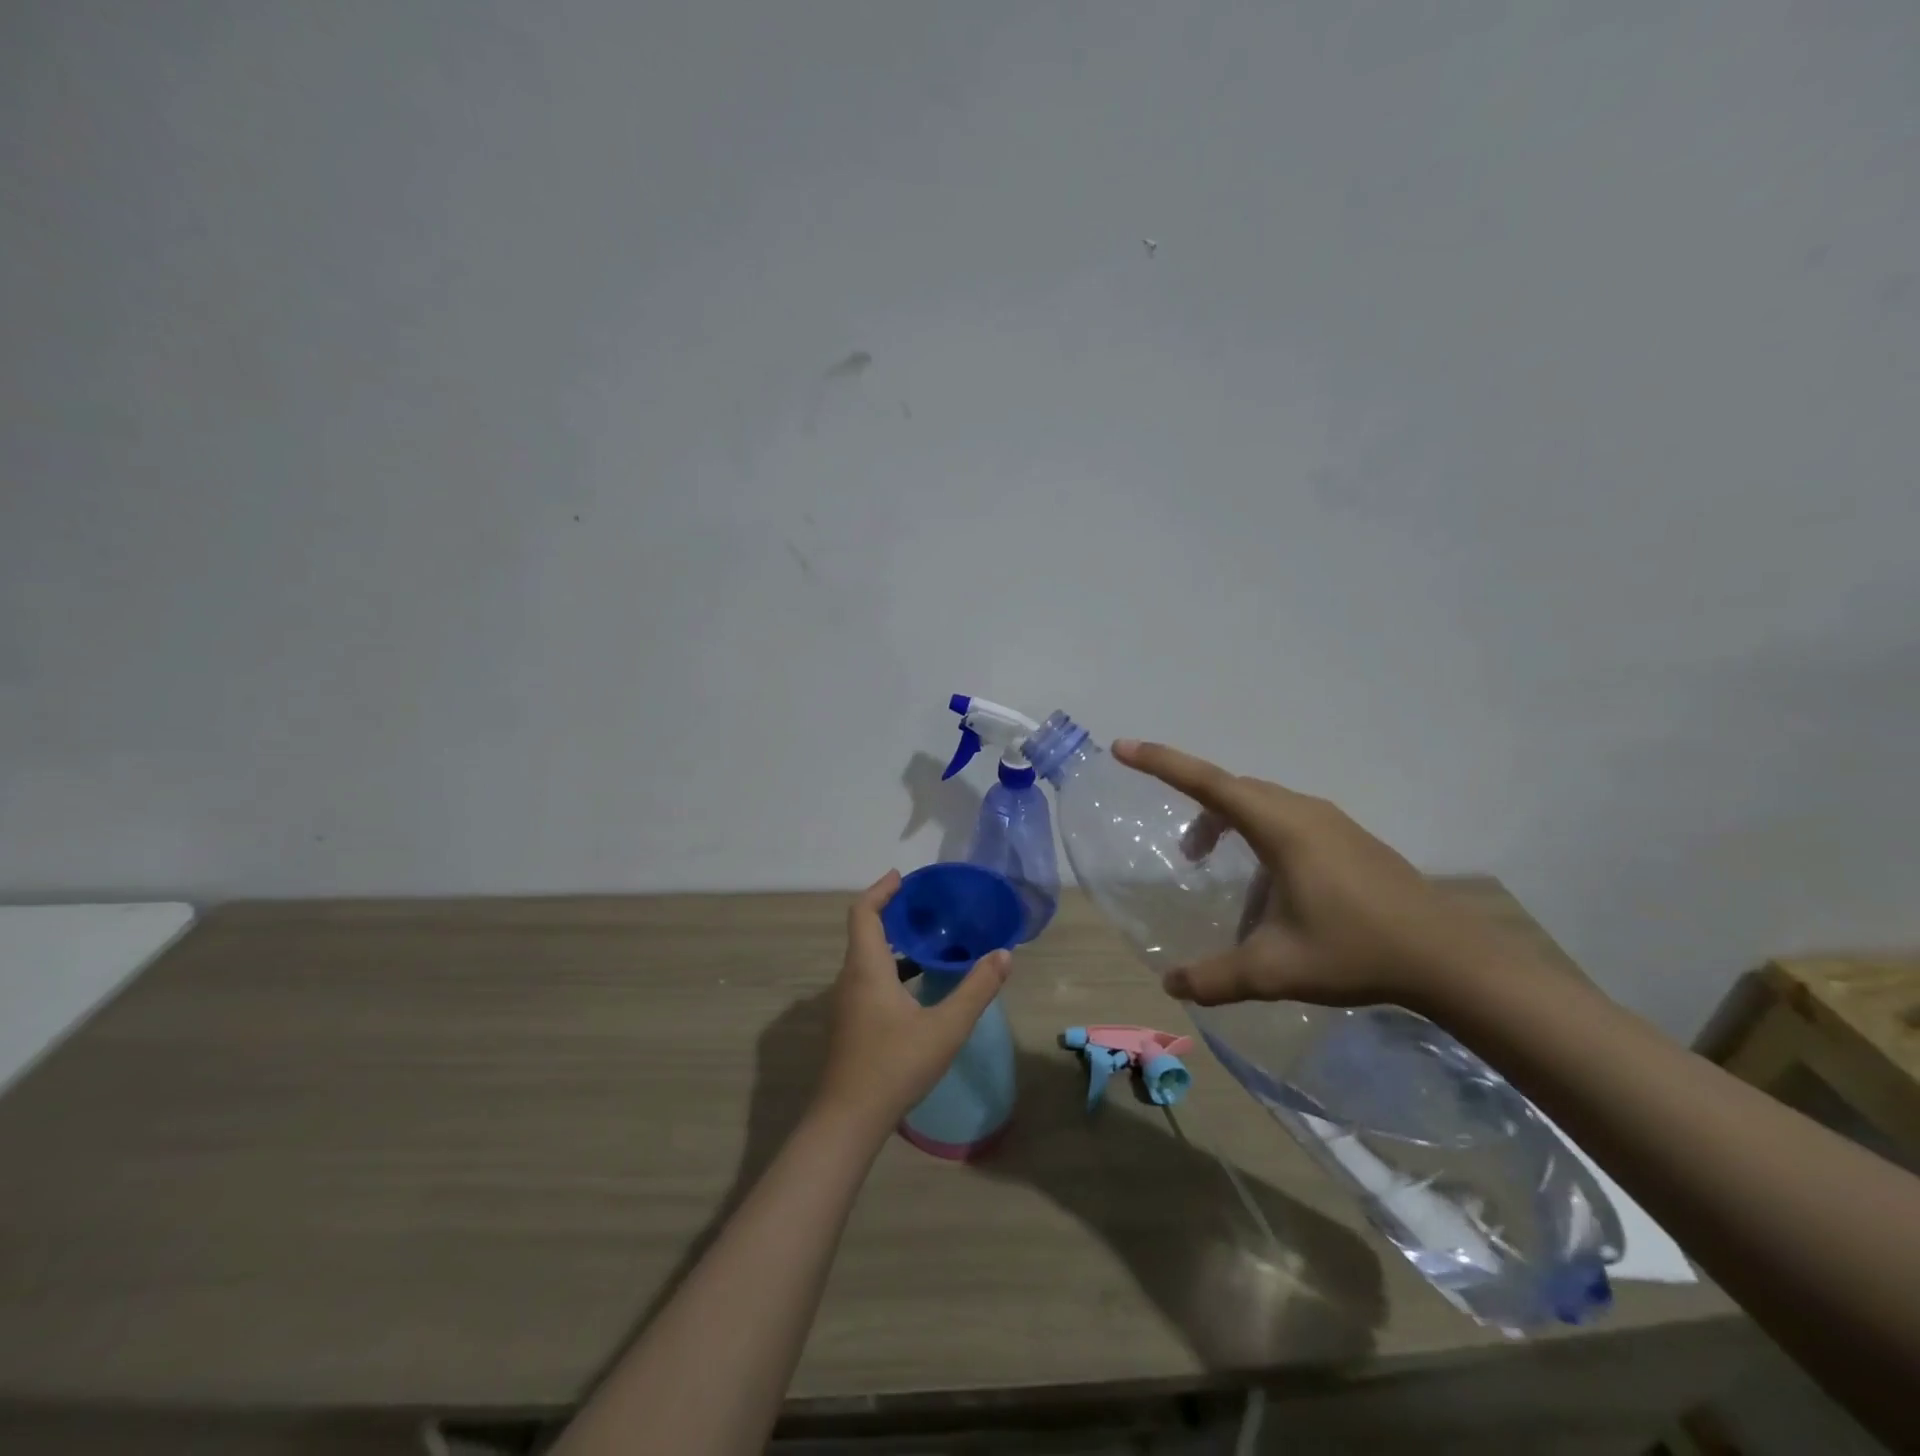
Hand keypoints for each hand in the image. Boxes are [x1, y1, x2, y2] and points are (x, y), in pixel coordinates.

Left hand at [813, 871, 1013, 1135]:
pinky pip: (867, 979)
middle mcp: (850, 978)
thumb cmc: (895, 1065)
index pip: (863, 912)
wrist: (848, 1120)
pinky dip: (889, 968)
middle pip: (864, 931)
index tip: (903, 877)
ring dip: (892, 943)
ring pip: (866, 958)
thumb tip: (1004, 954)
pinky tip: (916, 986)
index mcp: (866, 968)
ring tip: (927, 941)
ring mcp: (846, 1003)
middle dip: (891, 912)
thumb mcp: (946, 1027)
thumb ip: (976, 989)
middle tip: (925, 906)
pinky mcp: (850, 1023)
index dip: (881, 889)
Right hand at [1112, 740, 1504, 1013]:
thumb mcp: (1274, 969)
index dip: (1161, 762)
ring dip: (1230, 827)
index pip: (1207, 782)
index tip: (1123, 747)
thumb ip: (1215, 977)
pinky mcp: (1351, 840)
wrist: (1449, 959)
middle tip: (1184, 855)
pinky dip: (1260, 839)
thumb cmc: (1356, 950)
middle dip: (1198, 812)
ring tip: (1222, 874)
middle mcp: (1303, 812)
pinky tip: (1270, 892)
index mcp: (1280, 827)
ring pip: (1262, 805)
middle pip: (1233, 791)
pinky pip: (1288, 822)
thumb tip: (1170, 986)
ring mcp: (1332, 823)